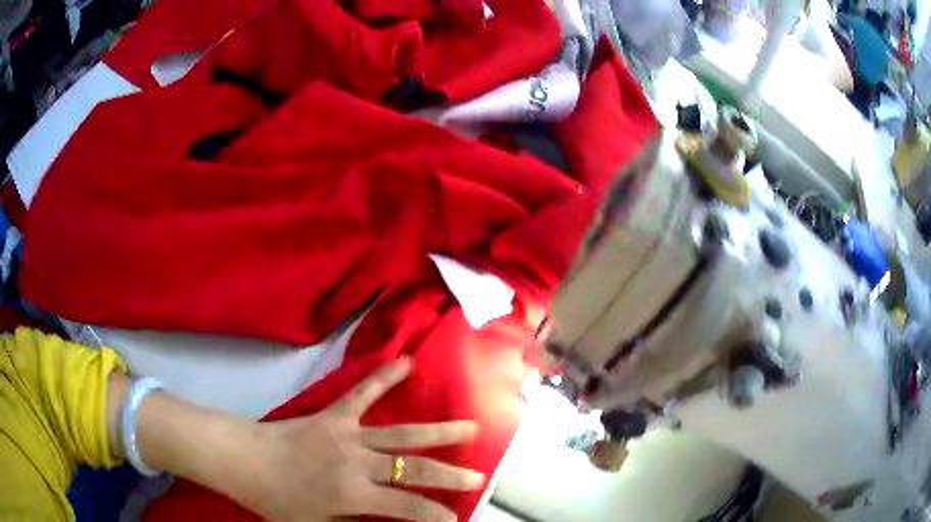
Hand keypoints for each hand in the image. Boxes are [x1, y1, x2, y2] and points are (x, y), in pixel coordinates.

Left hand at [239, 357, 483, 521]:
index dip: (437, 516)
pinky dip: (385, 377)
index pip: (409, 508)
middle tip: (479, 476)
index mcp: (352, 495)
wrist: (242, 459)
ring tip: (471, 427)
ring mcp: (347, 434)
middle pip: (414, 469)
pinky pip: (363, 393)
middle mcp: (357, 463)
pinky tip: (407, 362)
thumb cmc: (275, 500)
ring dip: (439, 432)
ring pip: (402, 434)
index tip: (457, 519)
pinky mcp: (334, 414)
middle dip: (450, 475)